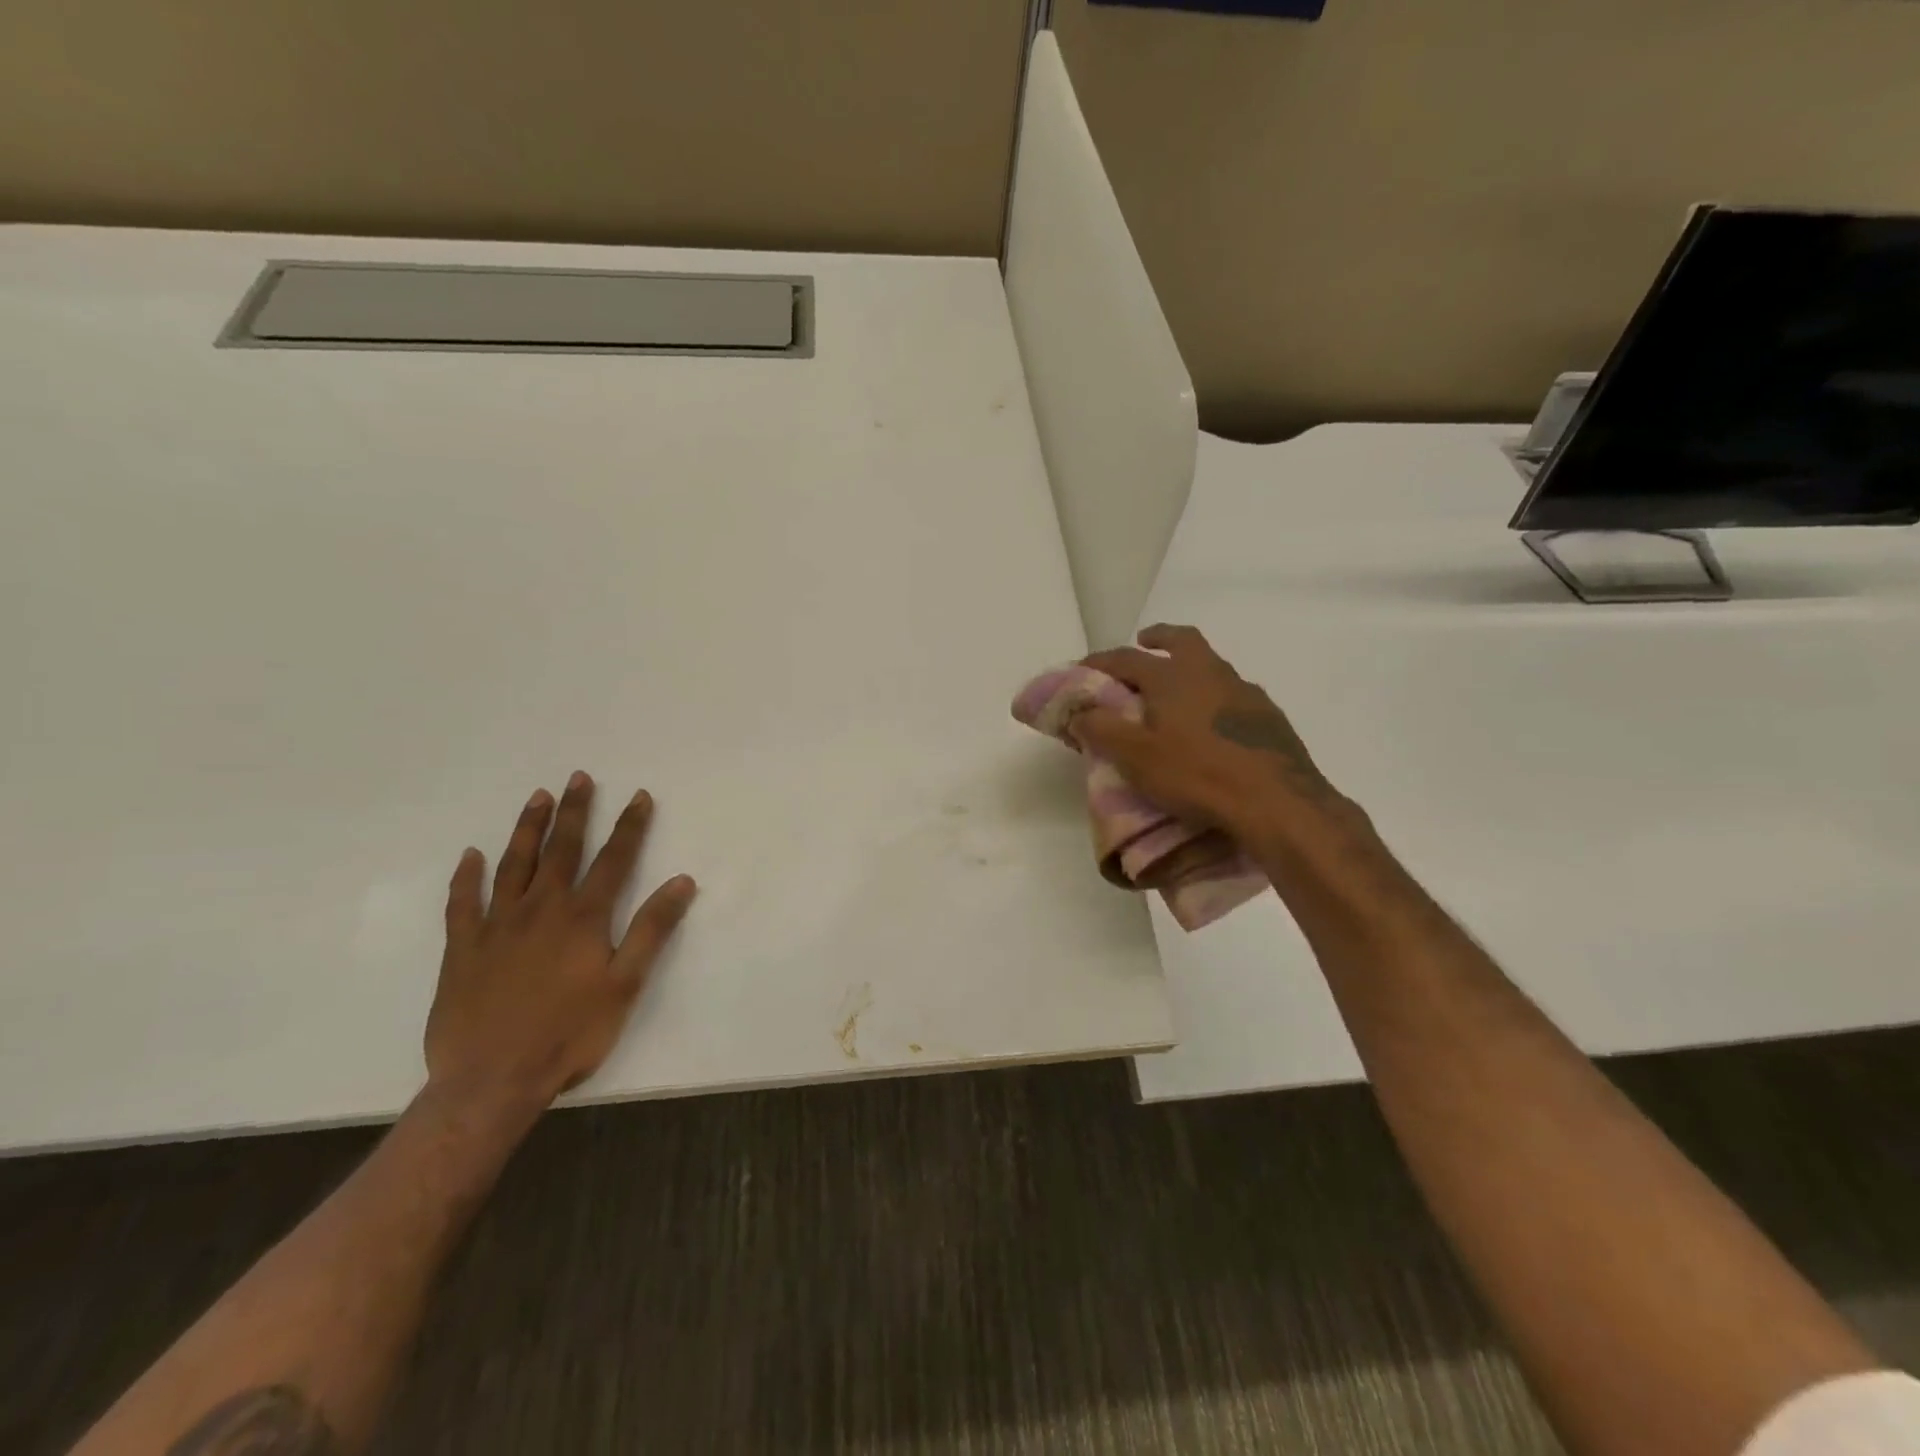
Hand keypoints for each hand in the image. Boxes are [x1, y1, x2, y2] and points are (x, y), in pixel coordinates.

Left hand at [426, 772, 696, 1118]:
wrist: (491, 1080)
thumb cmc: (569, 1033)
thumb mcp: (625, 984)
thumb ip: (652, 929)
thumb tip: (682, 881)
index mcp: (583, 918)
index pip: (614, 860)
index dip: (630, 826)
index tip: (639, 795)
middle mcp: (541, 909)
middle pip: (562, 850)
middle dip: (575, 811)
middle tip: (579, 777)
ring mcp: (497, 926)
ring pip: (514, 864)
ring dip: (528, 829)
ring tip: (537, 798)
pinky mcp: (462, 949)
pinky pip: (462, 903)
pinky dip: (466, 877)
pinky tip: (470, 856)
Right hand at [1074, 624, 1349, 839]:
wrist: (1277, 801)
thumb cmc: (1197, 775)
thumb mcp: (1136, 757)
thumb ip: (1101, 729)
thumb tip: (1078, 711)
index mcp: (1172, 676)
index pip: (1126, 658)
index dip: (1100, 662)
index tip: (1082, 669)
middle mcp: (1209, 672)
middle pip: (1181, 639)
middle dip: (1158, 637)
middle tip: (1144, 643)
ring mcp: (1243, 691)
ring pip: (1210, 665)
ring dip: (1188, 668)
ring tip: (1175, 693)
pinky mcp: (1268, 715)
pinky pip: (1232, 693)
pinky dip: (1213, 697)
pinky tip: (1211, 724)